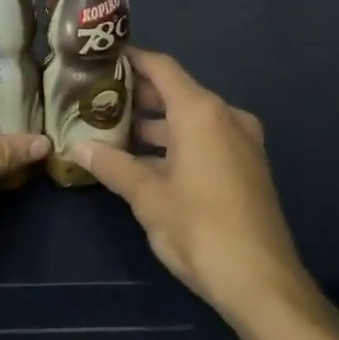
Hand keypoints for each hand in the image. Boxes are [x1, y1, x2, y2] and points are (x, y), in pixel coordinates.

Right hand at [69, 49, 318, 329]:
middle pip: (176, 92)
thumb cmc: (199, 228)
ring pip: (190, 119)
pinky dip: (176, 143)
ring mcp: (241, 142)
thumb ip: (112, 165)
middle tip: (97, 98)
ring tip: (113, 131)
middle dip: (137, 96)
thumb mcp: (147, 196)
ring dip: (154, 124)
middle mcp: (225, 116)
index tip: (102, 58)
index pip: (162, 68)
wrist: (262, 281)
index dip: (132, 59)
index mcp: (201, 112)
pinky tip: (144, 162)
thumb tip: (77, 147)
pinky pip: (205, 140)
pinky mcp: (247, 167)